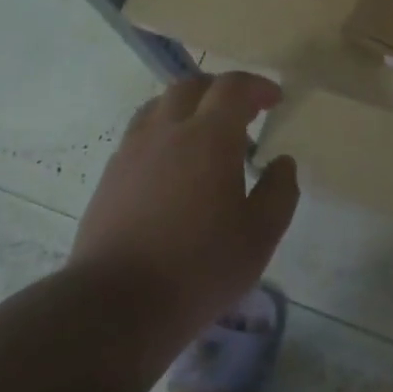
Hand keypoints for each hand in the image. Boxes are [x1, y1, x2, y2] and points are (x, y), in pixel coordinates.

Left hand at [69, 72, 297, 365]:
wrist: (116, 305)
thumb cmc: (199, 268)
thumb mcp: (260, 236)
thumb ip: (279, 192)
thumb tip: (282, 163)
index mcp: (209, 137)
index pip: (233, 88)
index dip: (257, 86)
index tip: (274, 99)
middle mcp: (168, 131)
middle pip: (192, 86)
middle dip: (221, 90)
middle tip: (242, 112)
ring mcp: (132, 151)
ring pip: (159, 106)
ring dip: (187, 107)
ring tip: (204, 134)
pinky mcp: (110, 176)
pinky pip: (140, 134)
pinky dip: (163, 133)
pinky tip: (173, 167)